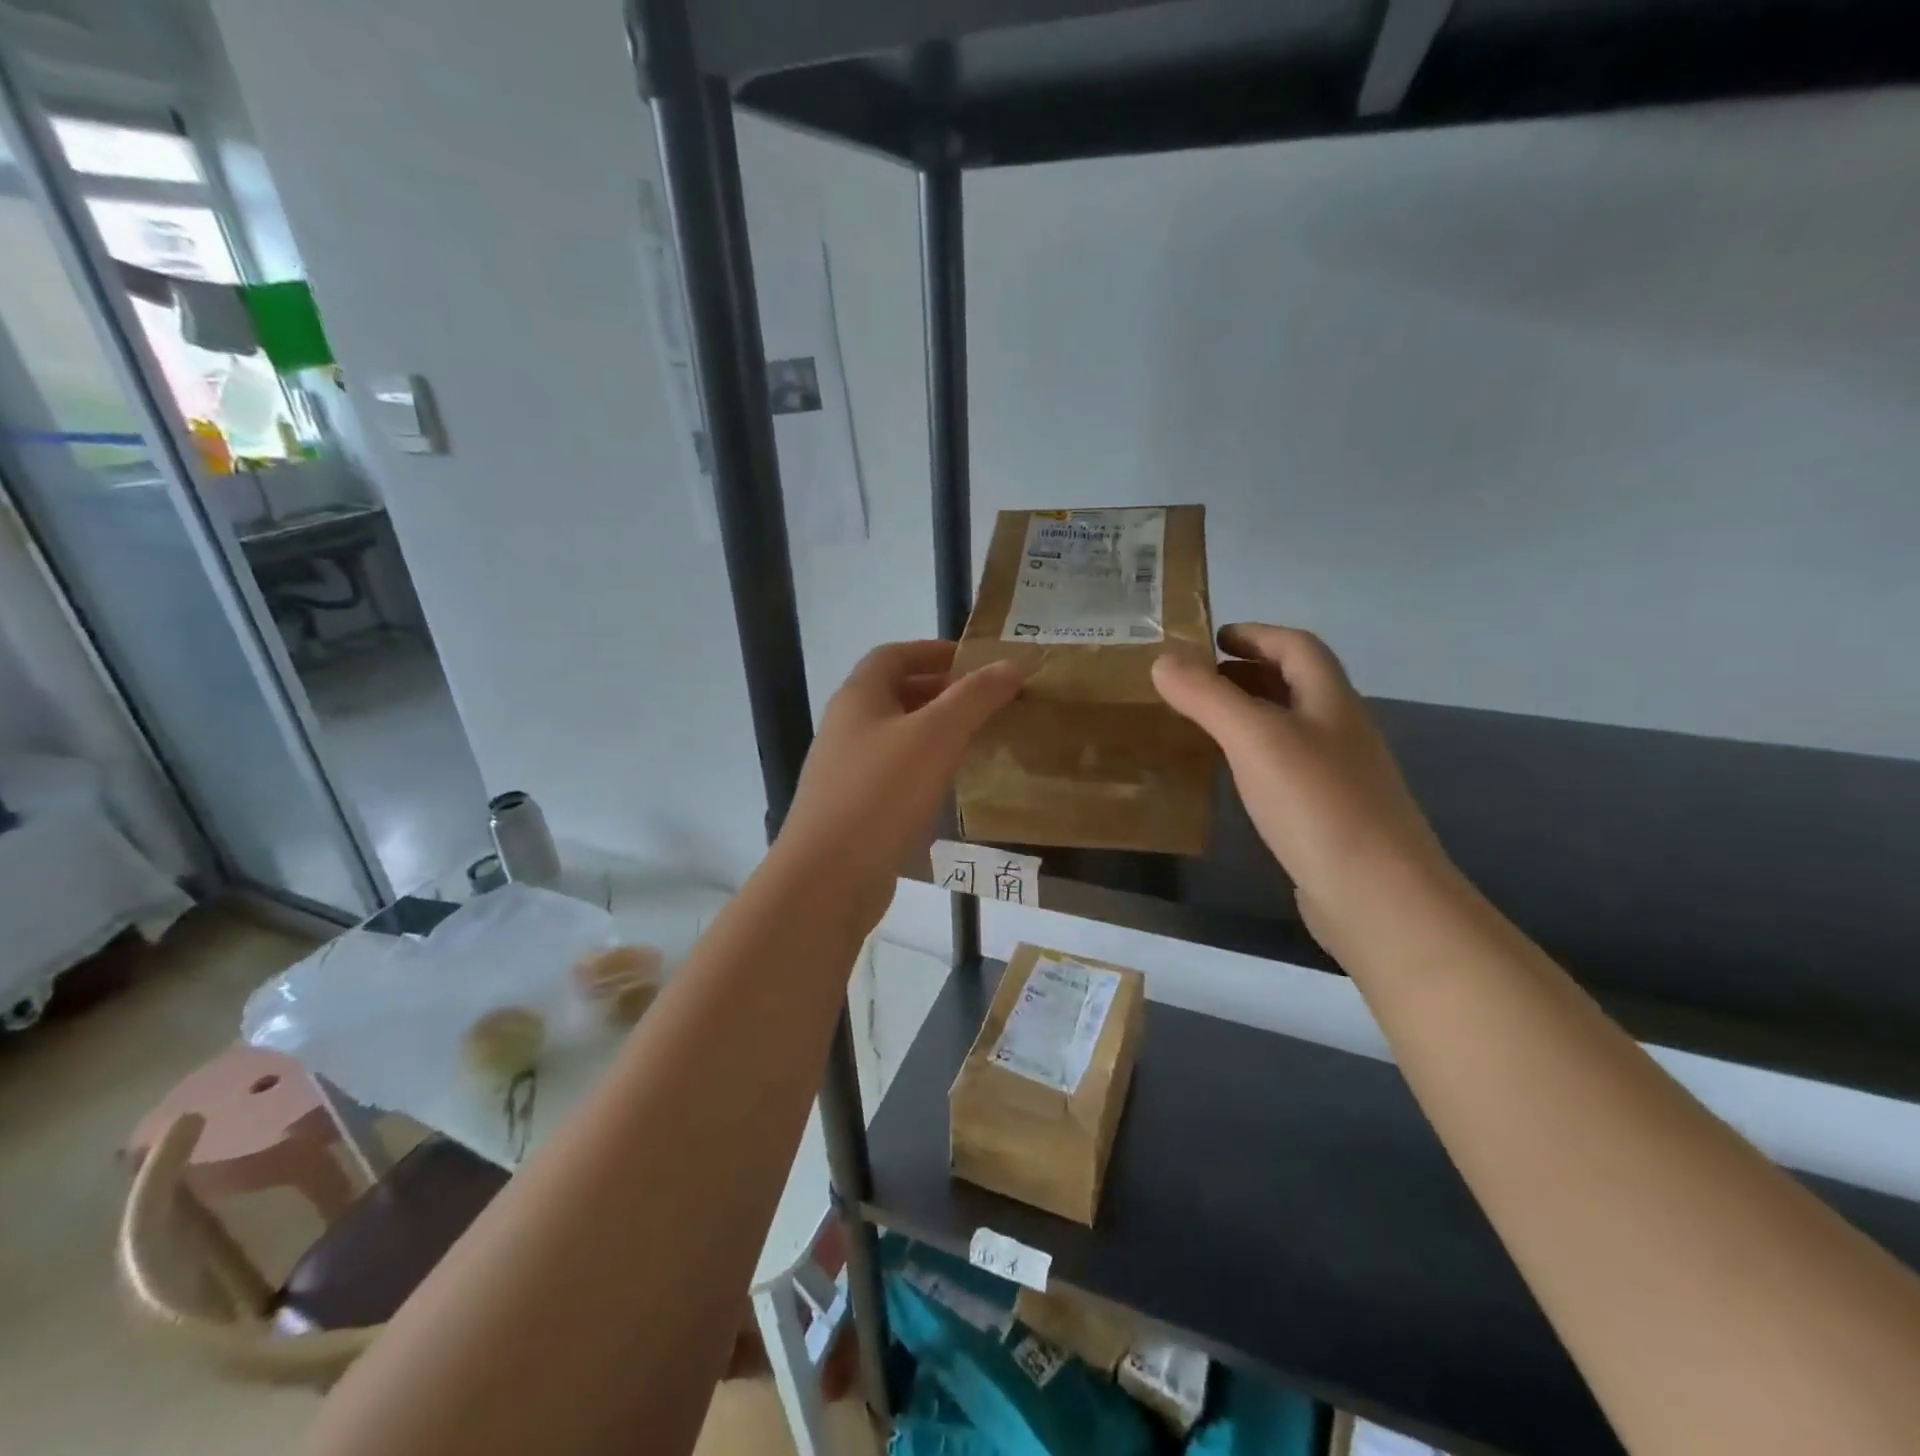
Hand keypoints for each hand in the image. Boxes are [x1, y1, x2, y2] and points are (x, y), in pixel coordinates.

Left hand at [771, 641, 1023, 929]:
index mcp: (858, 697)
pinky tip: (951, 784)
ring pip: (898, 736)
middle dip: (942, 691)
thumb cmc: (881, 794)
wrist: (828, 878)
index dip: (934, 651)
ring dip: (936, 731)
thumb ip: (975, 697)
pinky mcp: (855, 808)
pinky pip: (896, 772)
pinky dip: (926, 767)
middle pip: (896, 694)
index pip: (894, 655)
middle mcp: (847, 726)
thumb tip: (1013, 664)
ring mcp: (847, 770)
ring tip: (979, 738)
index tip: (976, 661)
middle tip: (987, 701)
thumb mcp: (936, 736)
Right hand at [1152, 623, 1455, 954]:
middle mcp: (1341, 731)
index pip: (1298, 647)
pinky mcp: (1329, 816)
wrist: (1377, 895)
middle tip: (1199, 679)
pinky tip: (1234, 777)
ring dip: (1252, 713)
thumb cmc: (1316, 803)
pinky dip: (1257, 756)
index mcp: (1331, 701)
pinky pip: (1288, 767)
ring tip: (1206, 721)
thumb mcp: (1254, 738)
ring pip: (1292, 727)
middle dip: (1250, 672)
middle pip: (1297, 684)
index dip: (1257, 634)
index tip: (1213, 637)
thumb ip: (1207, 697)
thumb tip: (1163, 660)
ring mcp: (1339, 776)